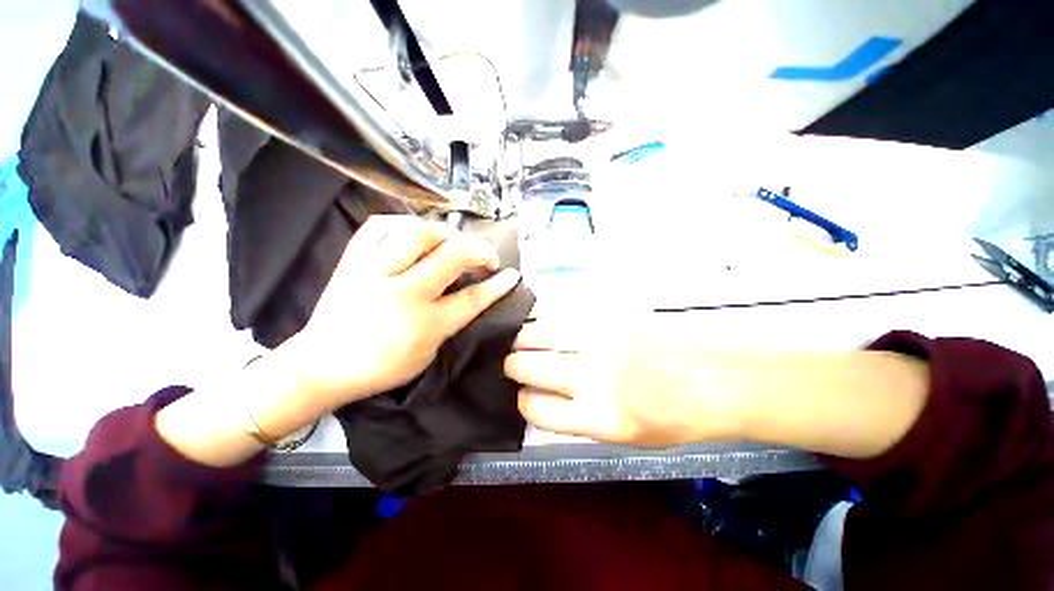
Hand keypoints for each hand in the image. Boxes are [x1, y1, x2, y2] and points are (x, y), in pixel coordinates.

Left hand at [284, 215, 521, 413]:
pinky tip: (415, 230)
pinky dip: (403, 222)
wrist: (321, 365)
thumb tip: (468, 292)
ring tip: (454, 241)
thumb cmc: (380, 368)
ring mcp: (373, 272)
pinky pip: (379, 226)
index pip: (471, 299)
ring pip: (417, 233)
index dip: (497, 285)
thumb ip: (450, 322)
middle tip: (487, 257)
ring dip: (446, 232)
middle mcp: (402, 293)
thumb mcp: (427, 354)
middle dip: (479, 250)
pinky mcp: (352, 261)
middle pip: (452, 256)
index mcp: (423, 325)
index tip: (512, 274)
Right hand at [503, 318, 748, 447]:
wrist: (720, 378)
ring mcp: (600, 340)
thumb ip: (581, 418)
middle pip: (527, 366)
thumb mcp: (627, 437)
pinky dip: (548, 320)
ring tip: (521, 339)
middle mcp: (593, 377)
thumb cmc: (677, 417)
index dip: (523, 401)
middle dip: (512, 365)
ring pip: (538, 333)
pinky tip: (546, 323)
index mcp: (598, 418)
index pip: (535, 408)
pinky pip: (564, 314)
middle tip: (514, 362)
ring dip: (523, 337)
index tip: (523, 393)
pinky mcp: (610, 315)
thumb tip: (545, 398)